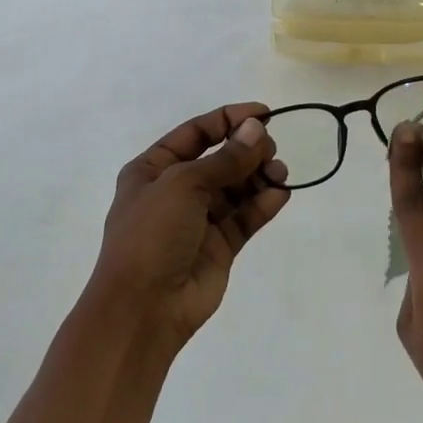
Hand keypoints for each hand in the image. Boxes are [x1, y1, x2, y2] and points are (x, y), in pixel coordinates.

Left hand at [90, 103, 290, 351]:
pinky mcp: (219, 247)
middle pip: (220, 159)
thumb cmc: (152, 234)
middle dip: (247, 150)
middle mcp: (176, 191)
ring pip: (236, 188)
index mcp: (153, 169)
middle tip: (270, 149)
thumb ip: (225, 158)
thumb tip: (257, 129)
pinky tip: (280, 194)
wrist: (143, 308)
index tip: (265, 113)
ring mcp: (199, 220)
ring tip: (279, 172)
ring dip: (259, 176)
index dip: (229, 119)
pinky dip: (263, 204)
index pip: (196, 132)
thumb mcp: (184, 184)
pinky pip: (245, 218)